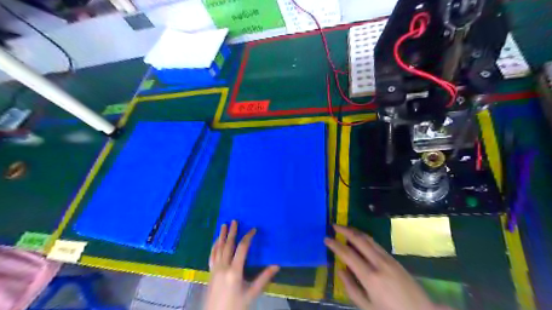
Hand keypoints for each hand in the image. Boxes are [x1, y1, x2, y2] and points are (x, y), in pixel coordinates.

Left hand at [203, 221, 280, 309]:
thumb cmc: (236, 306)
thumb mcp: (252, 293)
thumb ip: (264, 278)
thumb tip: (276, 265)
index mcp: (234, 271)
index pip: (242, 248)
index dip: (248, 237)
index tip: (253, 229)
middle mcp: (223, 267)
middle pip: (228, 245)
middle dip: (231, 232)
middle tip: (234, 220)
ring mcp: (215, 269)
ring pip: (218, 248)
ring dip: (221, 236)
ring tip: (223, 226)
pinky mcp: (210, 273)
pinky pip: (212, 256)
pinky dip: (214, 246)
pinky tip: (216, 242)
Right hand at [325, 225, 447, 309]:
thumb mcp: (367, 307)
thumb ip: (351, 288)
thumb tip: (339, 270)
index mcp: (370, 277)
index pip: (348, 254)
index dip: (335, 245)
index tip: (326, 238)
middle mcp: (379, 263)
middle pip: (359, 240)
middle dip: (345, 230)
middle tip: (334, 226)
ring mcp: (388, 259)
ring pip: (369, 239)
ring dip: (355, 231)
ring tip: (344, 228)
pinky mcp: (394, 259)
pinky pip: (376, 244)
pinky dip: (364, 238)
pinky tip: (360, 238)